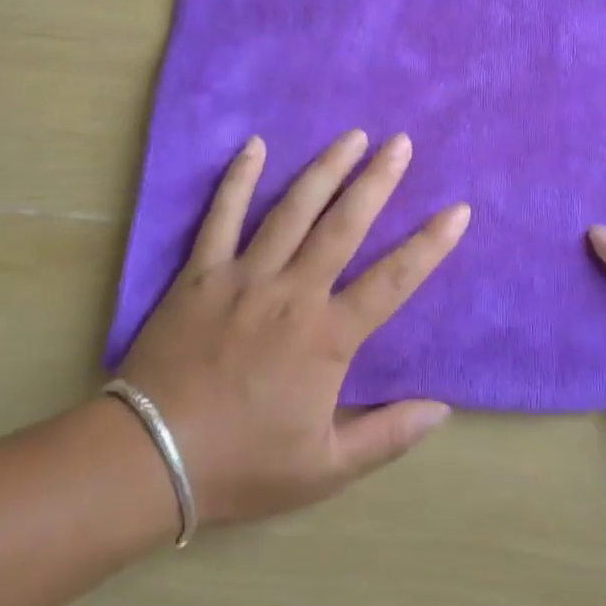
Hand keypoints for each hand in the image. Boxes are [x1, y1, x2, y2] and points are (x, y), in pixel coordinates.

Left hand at [116, 130, 469, 526]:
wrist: (147, 459)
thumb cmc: (242, 463)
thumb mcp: (324, 469)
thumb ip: (387, 435)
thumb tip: (442, 408)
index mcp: (326, 337)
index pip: (393, 280)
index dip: (430, 245)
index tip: (458, 210)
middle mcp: (292, 292)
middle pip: (343, 225)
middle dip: (377, 180)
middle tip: (400, 142)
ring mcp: (244, 276)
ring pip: (292, 210)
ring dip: (325, 169)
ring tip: (351, 136)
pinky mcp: (201, 272)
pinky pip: (222, 216)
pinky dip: (238, 179)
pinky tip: (255, 145)